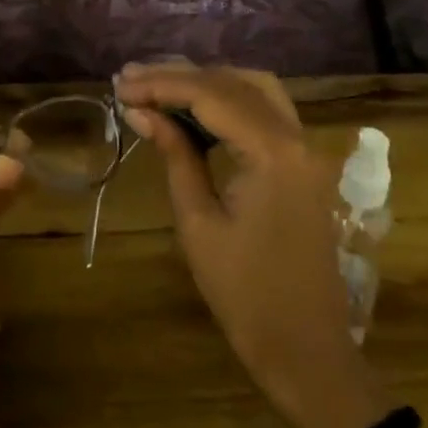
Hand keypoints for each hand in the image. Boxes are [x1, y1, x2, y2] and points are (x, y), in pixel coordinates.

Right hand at [115, 62, 386, 427]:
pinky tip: (193, 109)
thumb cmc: (246, 295)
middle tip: (131, 81)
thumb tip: (141, 112)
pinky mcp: (302, 163)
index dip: (161, 85)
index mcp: (273, 152)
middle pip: (233, 83)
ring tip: (158, 87)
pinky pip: (265, 112)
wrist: (307, 351)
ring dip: (206, 82)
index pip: (210, 95)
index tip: (120, 88)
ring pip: (253, 89)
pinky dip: (228, 101)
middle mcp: (295, 136)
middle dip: (179, 77)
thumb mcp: (199, 223)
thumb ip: (175, 156)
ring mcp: (304, 148)